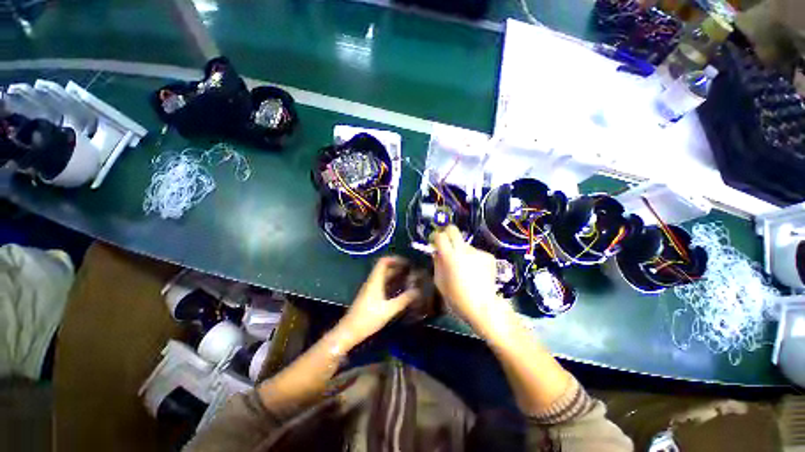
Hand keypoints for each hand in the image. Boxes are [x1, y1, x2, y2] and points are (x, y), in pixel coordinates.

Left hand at [339, 256, 419, 345]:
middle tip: (411, 270)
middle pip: (384, 268)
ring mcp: (370, 288)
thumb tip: (417, 291)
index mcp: (375, 280)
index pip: (383, 262)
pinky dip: (391, 283)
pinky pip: (382, 284)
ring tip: (408, 278)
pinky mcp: (370, 296)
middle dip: (398, 267)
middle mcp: (372, 281)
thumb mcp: (389, 309)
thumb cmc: (369, 318)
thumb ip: (404, 299)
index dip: (395, 259)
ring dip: (395, 275)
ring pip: (383, 276)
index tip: (407, 262)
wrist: (350, 331)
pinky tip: (400, 289)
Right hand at [431, 226, 514, 333]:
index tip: (434, 242)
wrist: (483, 308)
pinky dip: (472, 258)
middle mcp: (463, 250)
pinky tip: (475, 271)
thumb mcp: (439, 282)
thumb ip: (437, 264)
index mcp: (449, 257)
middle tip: (447, 244)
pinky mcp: (488, 256)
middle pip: (453, 230)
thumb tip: (436, 252)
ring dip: (461, 251)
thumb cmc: (456, 298)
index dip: (435, 236)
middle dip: (447, 233)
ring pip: (464, 244)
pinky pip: (475, 252)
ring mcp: (477, 252)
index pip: (440, 236)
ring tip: (464, 267)